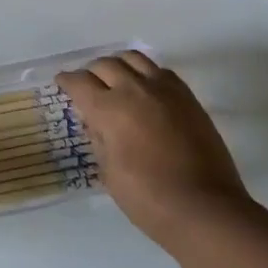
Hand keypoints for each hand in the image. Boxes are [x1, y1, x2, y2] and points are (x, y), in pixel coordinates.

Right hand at [56, 51, 248, 246]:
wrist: (205, 209)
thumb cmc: (148, 198)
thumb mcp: (109, 173)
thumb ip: (99, 140)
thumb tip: (95, 122)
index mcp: (109, 109)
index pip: (80, 82)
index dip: (67, 81)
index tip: (62, 82)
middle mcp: (134, 89)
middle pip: (105, 64)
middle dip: (91, 72)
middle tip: (87, 85)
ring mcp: (164, 90)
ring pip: (133, 58)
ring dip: (118, 64)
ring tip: (115, 78)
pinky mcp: (187, 96)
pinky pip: (160, 71)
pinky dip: (145, 73)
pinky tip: (145, 89)